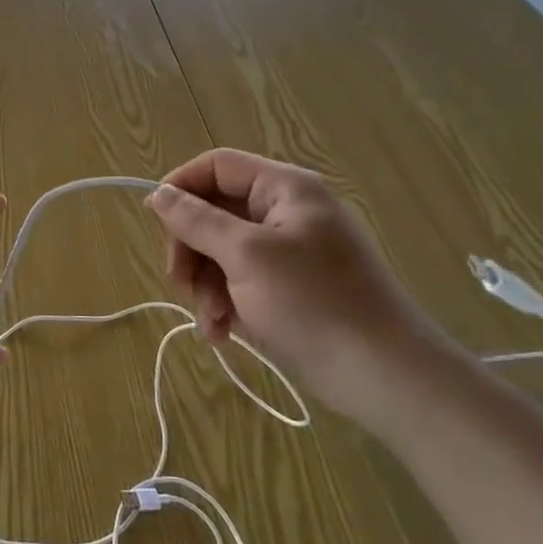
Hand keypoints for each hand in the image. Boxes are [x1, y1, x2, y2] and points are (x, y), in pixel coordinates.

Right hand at [147, 149, 452, 421]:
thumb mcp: (245, 256)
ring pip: (225, 250)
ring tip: (211, 321)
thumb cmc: (313, 303)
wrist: (386, 377)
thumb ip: (197, 220)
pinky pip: (245, 280)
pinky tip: (223, 333)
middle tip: (180, 282)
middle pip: (217, 211)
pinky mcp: (295, 288)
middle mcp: (289, 211)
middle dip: (193, 248)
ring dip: (208, 284)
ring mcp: (293, 251)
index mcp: (285, 188)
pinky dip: (228, 302)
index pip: (218, 166)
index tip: (155, 222)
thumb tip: (158, 193)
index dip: (182, 187)